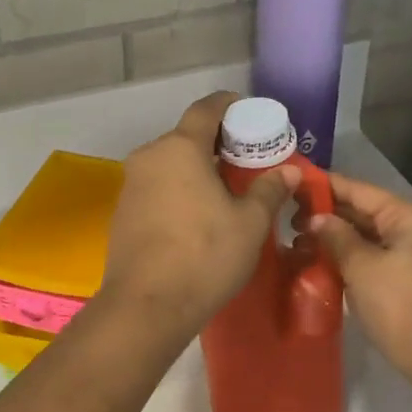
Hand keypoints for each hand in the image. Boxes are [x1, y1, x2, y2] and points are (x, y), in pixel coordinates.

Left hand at [99, 93, 299, 336]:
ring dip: (196, 169)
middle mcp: (149, 156)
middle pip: (186, 136)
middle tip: (246, 161)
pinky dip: (178, 190)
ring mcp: (131, 185)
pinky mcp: (123, 212)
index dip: (230, 105)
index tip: (250, 115)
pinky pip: (157, 188)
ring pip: (169, 164)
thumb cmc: (205, 255)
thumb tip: (288, 171)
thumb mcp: (250, 223)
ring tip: (225, 192)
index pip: (206, 109)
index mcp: (180, 148)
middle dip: (217, 143)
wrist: (147, 305)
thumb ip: (269, 190)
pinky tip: (196, 217)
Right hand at [312, 173, 411, 381]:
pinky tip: (315, 260)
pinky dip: (344, 256)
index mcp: (407, 217)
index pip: (359, 190)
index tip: (293, 182)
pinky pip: (368, 256)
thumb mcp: (362, 267)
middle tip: (285, 217)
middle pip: (361, 211)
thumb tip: (316, 218)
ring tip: (294, 240)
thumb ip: (336, 236)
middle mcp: (411, 228)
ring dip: (332, 237)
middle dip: (325, 214)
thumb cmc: (400, 305)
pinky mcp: (402, 276)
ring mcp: (408, 253)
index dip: (325, 186)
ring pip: (363, 235)